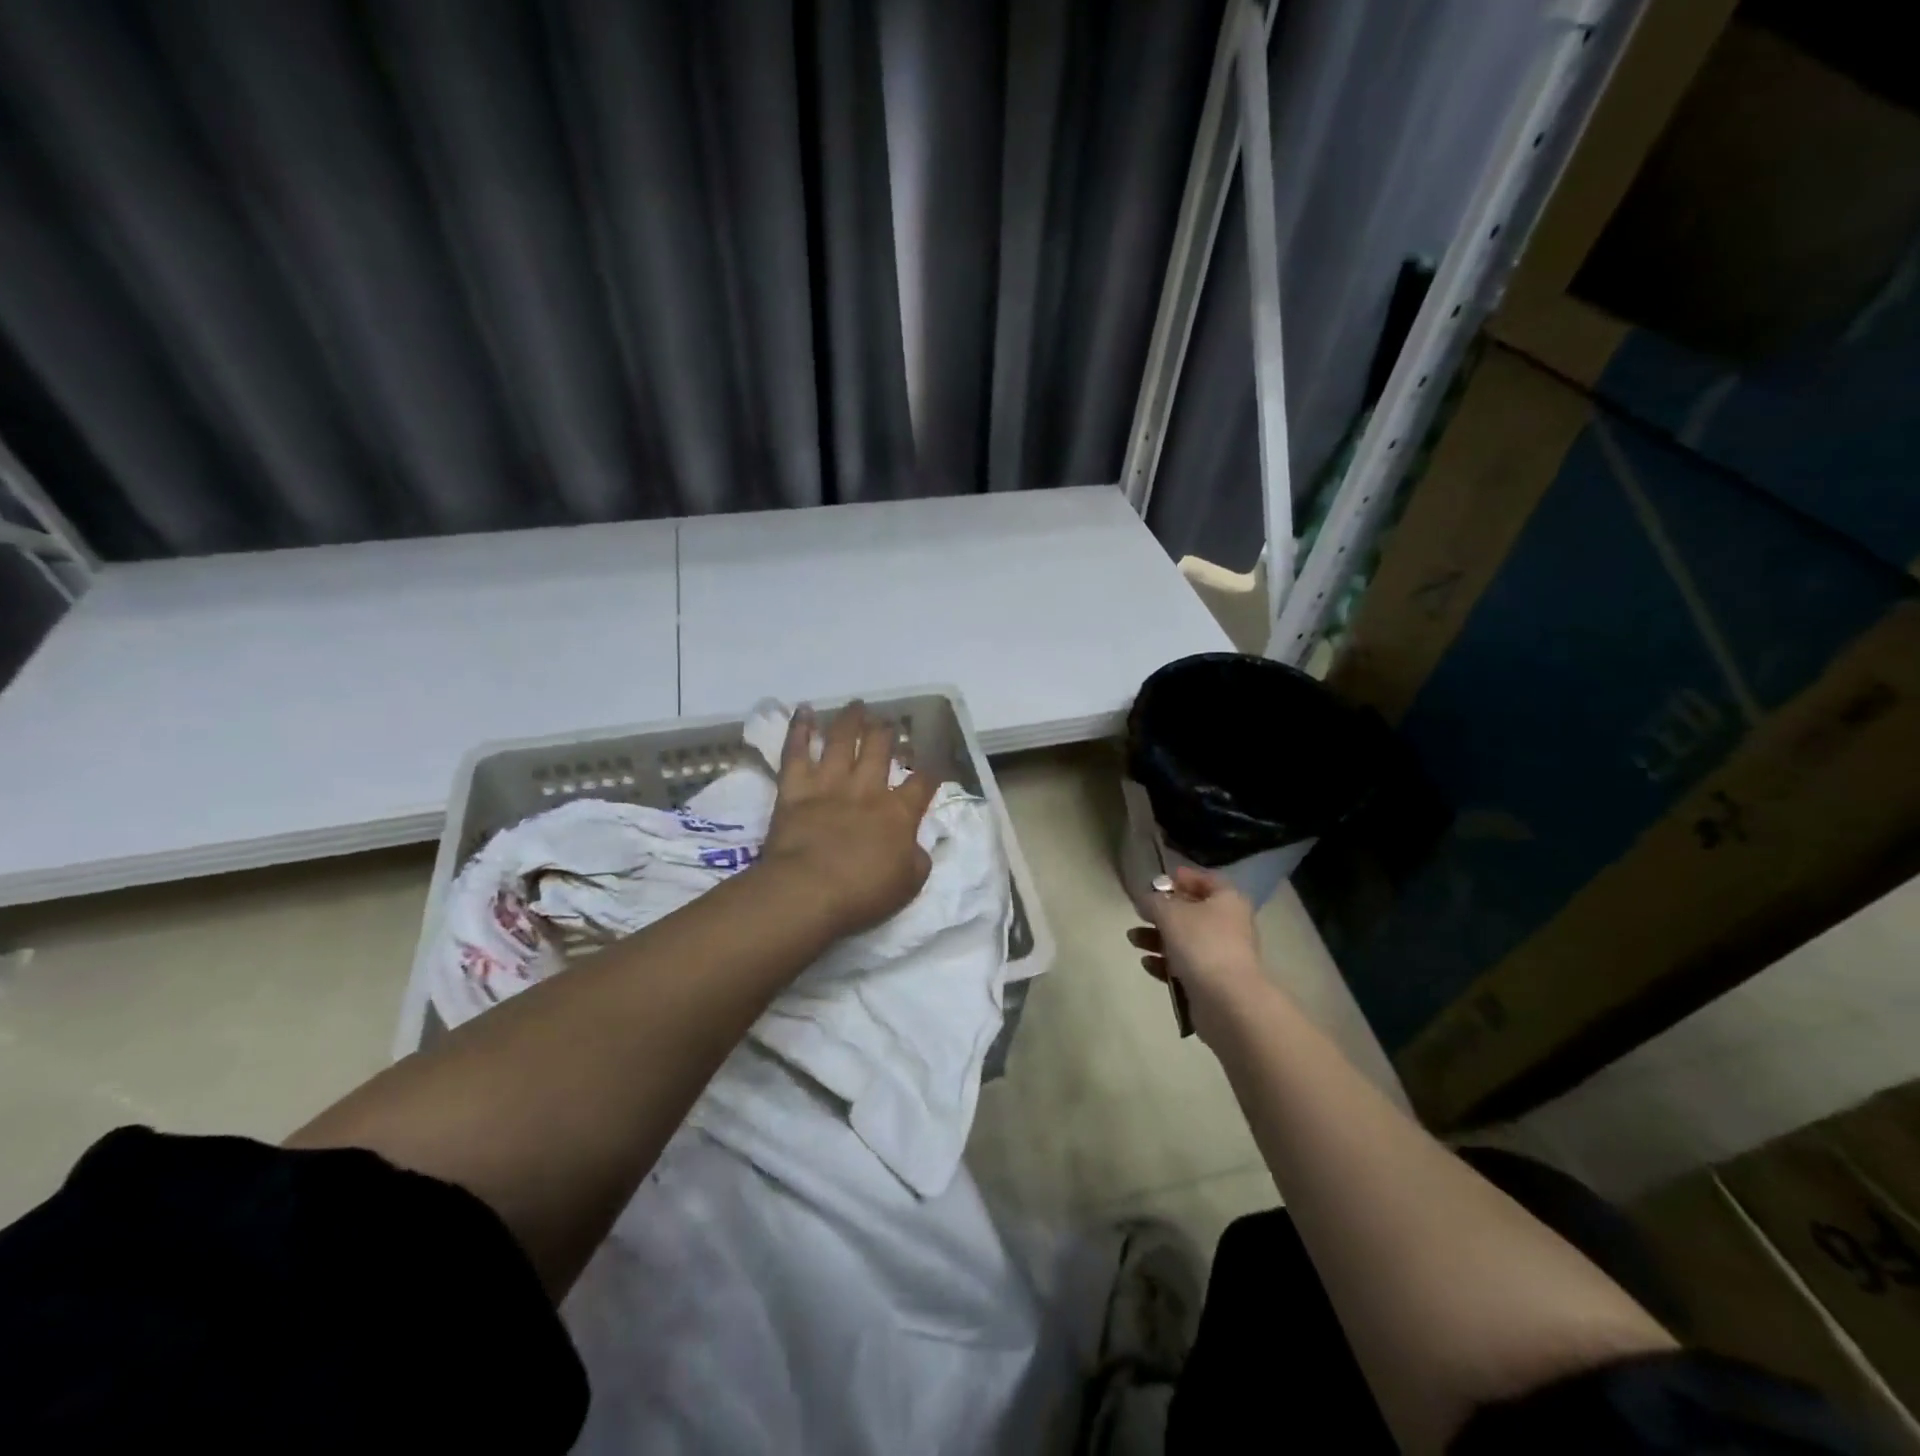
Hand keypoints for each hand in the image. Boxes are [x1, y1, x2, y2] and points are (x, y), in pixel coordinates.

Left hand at [759, 702, 937, 936]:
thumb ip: (917, 859)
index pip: (922, 783)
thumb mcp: (908, 884)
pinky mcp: (795, 788)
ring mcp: (830, 784)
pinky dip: (799, 730)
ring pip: (842, 741)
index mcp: (899, 812)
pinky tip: (803, 711)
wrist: (808, 892)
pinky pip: (796, 752)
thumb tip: (917, 845)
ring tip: (857, 705)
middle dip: (888, 732)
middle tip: (890, 722)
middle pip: (880, 749)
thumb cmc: (862, 894)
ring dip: (851, 720)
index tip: (933, 764)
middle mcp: (867, 789)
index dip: (930, 772)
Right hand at [1127, 866, 1270, 1044]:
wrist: (1227, 1001)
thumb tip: (1146, 899)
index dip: (1183, 878)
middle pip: (1193, 912)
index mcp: (1227, 901)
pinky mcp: (1213, 982)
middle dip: (1163, 913)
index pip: (1206, 880)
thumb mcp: (1170, 913)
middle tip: (1140, 912)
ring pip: (1185, 940)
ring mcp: (1222, 955)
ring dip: (1157, 938)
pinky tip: (1147, 963)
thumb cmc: (1201, 944)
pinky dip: (1166, 963)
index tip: (1159, 881)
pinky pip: (1185, 966)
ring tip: (1133, 939)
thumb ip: (1153, 901)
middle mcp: (1229, 925)